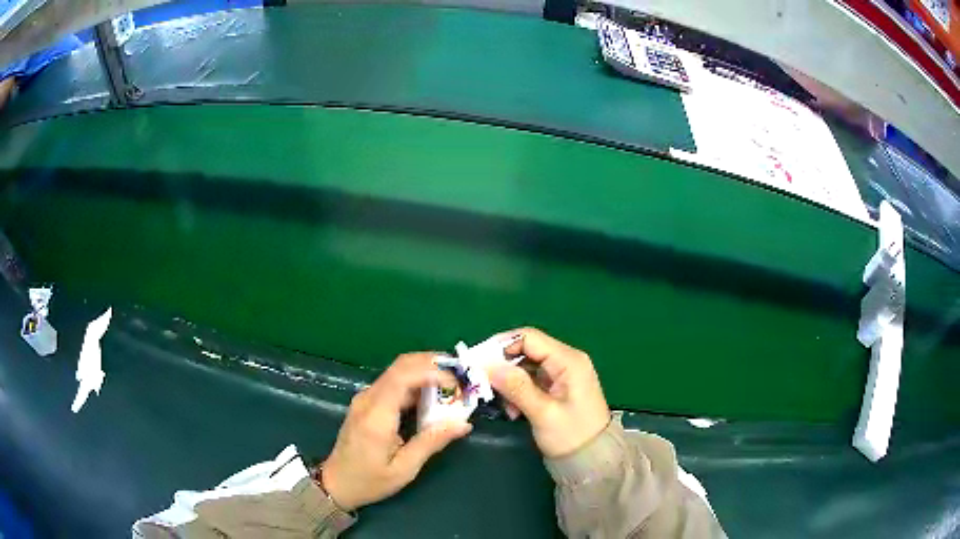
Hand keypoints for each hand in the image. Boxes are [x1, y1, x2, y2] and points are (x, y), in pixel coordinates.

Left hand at [322, 353, 471, 510]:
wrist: (336, 483)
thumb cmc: (369, 480)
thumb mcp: (405, 468)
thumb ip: (432, 442)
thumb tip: (463, 424)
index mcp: (376, 415)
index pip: (403, 376)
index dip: (432, 371)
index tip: (458, 382)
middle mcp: (368, 399)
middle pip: (401, 366)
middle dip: (433, 364)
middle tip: (461, 376)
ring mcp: (365, 398)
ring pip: (398, 371)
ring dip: (426, 371)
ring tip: (453, 384)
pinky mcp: (367, 402)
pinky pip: (394, 383)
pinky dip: (417, 382)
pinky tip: (433, 395)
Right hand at [490, 328, 609, 457]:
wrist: (592, 460)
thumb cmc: (572, 436)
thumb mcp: (543, 413)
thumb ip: (517, 387)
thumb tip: (489, 367)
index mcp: (568, 361)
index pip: (529, 338)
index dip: (501, 345)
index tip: (477, 360)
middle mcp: (566, 361)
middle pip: (526, 351)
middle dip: (502, 367)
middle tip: (482, 384)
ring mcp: (561, 375)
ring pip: (525, 367)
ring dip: (509, 383)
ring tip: (503, 405)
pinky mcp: (556, 388)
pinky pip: (530, 381)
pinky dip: (517, 392)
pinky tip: (513, 411)